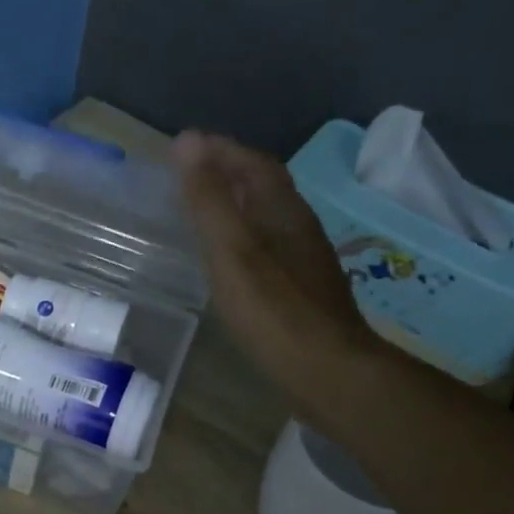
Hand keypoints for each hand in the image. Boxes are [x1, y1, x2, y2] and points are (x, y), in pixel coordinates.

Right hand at [174, 130, 376, 408]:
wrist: (329, 372)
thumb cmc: (275, 311)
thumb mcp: (232, 251)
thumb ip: (208, 199)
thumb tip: (188, 141)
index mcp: (284, 211)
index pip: (254, 163)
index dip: (221, 149)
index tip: (185, 145)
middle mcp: (299, 227)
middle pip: (264, 187)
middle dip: (228, 172)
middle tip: (188, 174)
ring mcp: (304, 260)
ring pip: (267, 218)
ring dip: (236, 205)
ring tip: (202, 210)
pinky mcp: (302, 290)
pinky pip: (267, 246)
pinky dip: (243, 237)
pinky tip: (229, 258)